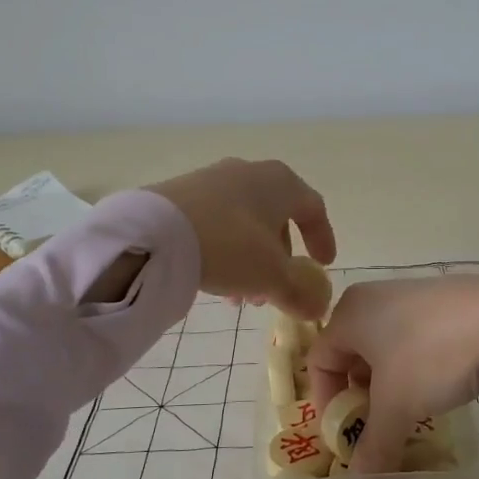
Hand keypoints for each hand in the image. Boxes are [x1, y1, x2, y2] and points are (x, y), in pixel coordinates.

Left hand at [144, 158, 336, 317]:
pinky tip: (212, 281)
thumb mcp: (272, 276)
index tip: (324, 265)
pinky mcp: (181, 194)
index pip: (312, 207)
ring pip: (244, 224)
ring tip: (240, 298)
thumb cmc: (228, 246)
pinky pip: (216, 223)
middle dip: (280, 259)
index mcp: (279, 182)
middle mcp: (248, 173)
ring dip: (251, 261)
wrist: (153, 232)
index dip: (322, 237)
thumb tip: (318, 305)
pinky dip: (225, 251)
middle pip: (276, 218)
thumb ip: (301, 292)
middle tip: (276, 292)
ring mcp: (212, 180)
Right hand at [307, 275, 478, 472]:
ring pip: (383, 347)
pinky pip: (411, 337)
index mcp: (348, 314)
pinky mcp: (440, 300)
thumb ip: (373, 447)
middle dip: (359, 396)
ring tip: (410, 411)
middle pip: (350, 354)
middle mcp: (371, 298)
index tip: (346, 435)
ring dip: (388, 384)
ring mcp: (408, 294)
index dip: (327, 404)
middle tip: (378, 427)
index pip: (319, 362)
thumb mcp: (397, 407)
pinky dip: (413, 366)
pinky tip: (437, 384)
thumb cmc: (430, 356)